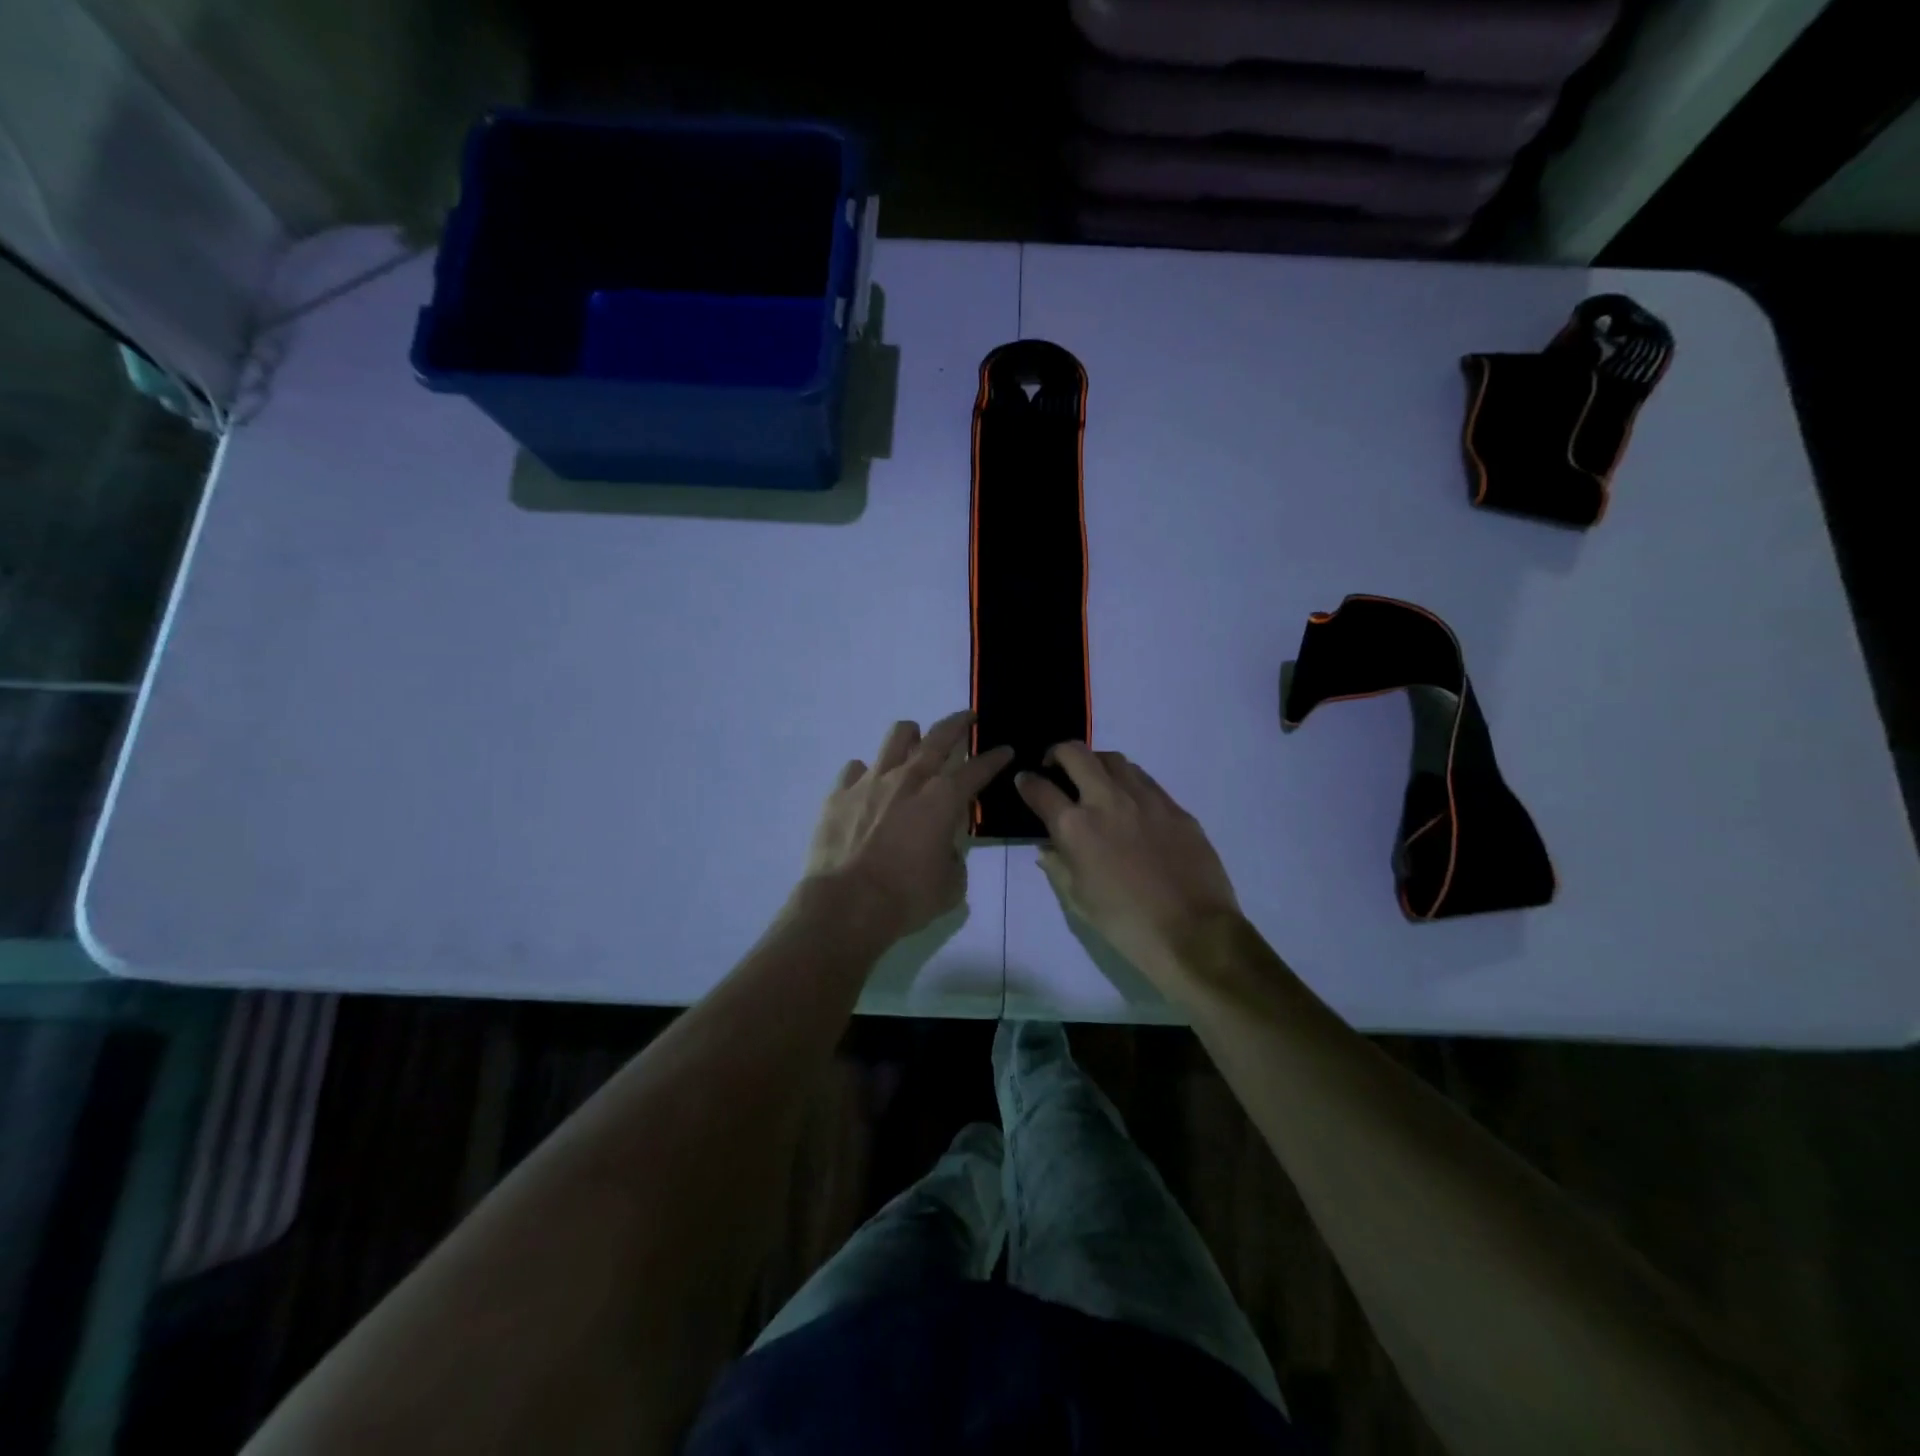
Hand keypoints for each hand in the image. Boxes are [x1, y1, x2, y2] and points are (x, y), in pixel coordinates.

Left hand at [804, 712, 1013, 943]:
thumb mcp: (951, 885)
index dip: (994, 758)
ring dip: (911, 735)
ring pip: (895, 737)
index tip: (1005, 750)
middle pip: (938, 737)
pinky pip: (856, 769)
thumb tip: (943, 848)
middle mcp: (909, 779)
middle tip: (968, 718)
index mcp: (943, 800)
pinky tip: (869, 786)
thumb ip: (953, 858)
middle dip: (958, 723)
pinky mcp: (840, 793)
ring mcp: (871, 781)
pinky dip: (867, 773)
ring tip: (915, 740)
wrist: (846, 903)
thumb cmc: (907, 897)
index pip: (977, 769)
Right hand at [1016, 743, 1241, 982]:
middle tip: (1055, 767)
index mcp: (1076, 827)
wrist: (1193, 933)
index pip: (1040, 789)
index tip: (1024, 780)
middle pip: (1075, 753)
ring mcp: (1145, 799)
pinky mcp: (1174, 806)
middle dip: (1057, 754)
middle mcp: (1107, 800)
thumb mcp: (1078, 900)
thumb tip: (1048, 847)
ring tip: (1093, 780)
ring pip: (1113, 759)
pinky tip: (1129, 801)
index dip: (1026, 782)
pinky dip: (1127, 781)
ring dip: (1094, 763)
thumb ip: (1058, 866)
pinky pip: (1144, 780)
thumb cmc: (1126, 924)